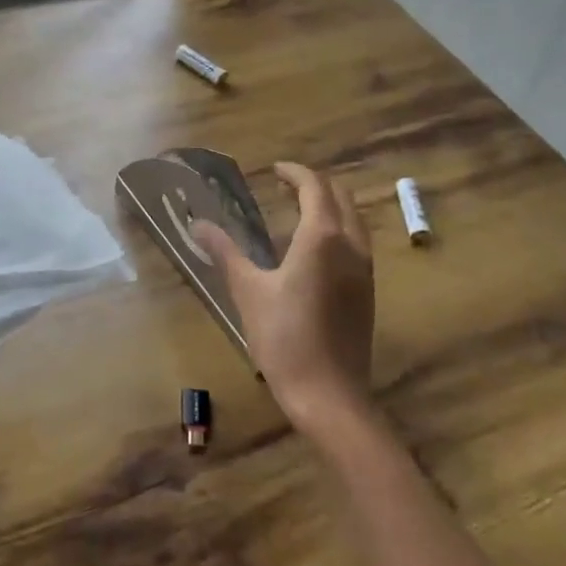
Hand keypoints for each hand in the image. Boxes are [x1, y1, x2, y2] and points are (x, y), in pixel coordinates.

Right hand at [191, 163, 375, 439]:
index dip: (295, 172)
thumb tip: (197, 224)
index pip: (314, 186)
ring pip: (354, 220)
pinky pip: (357, 243)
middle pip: (341, 198)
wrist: (329, 396)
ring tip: (299, 212)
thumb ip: (225, 252)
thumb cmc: (284, 338)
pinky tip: (315, 250)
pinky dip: (338, 229)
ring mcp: (365, 270)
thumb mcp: (248, 291)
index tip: (274, 170)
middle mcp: (351, 245)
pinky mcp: (368, 292)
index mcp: (322, 237)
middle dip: (315, 185)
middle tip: (286, 186)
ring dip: (330, 206)